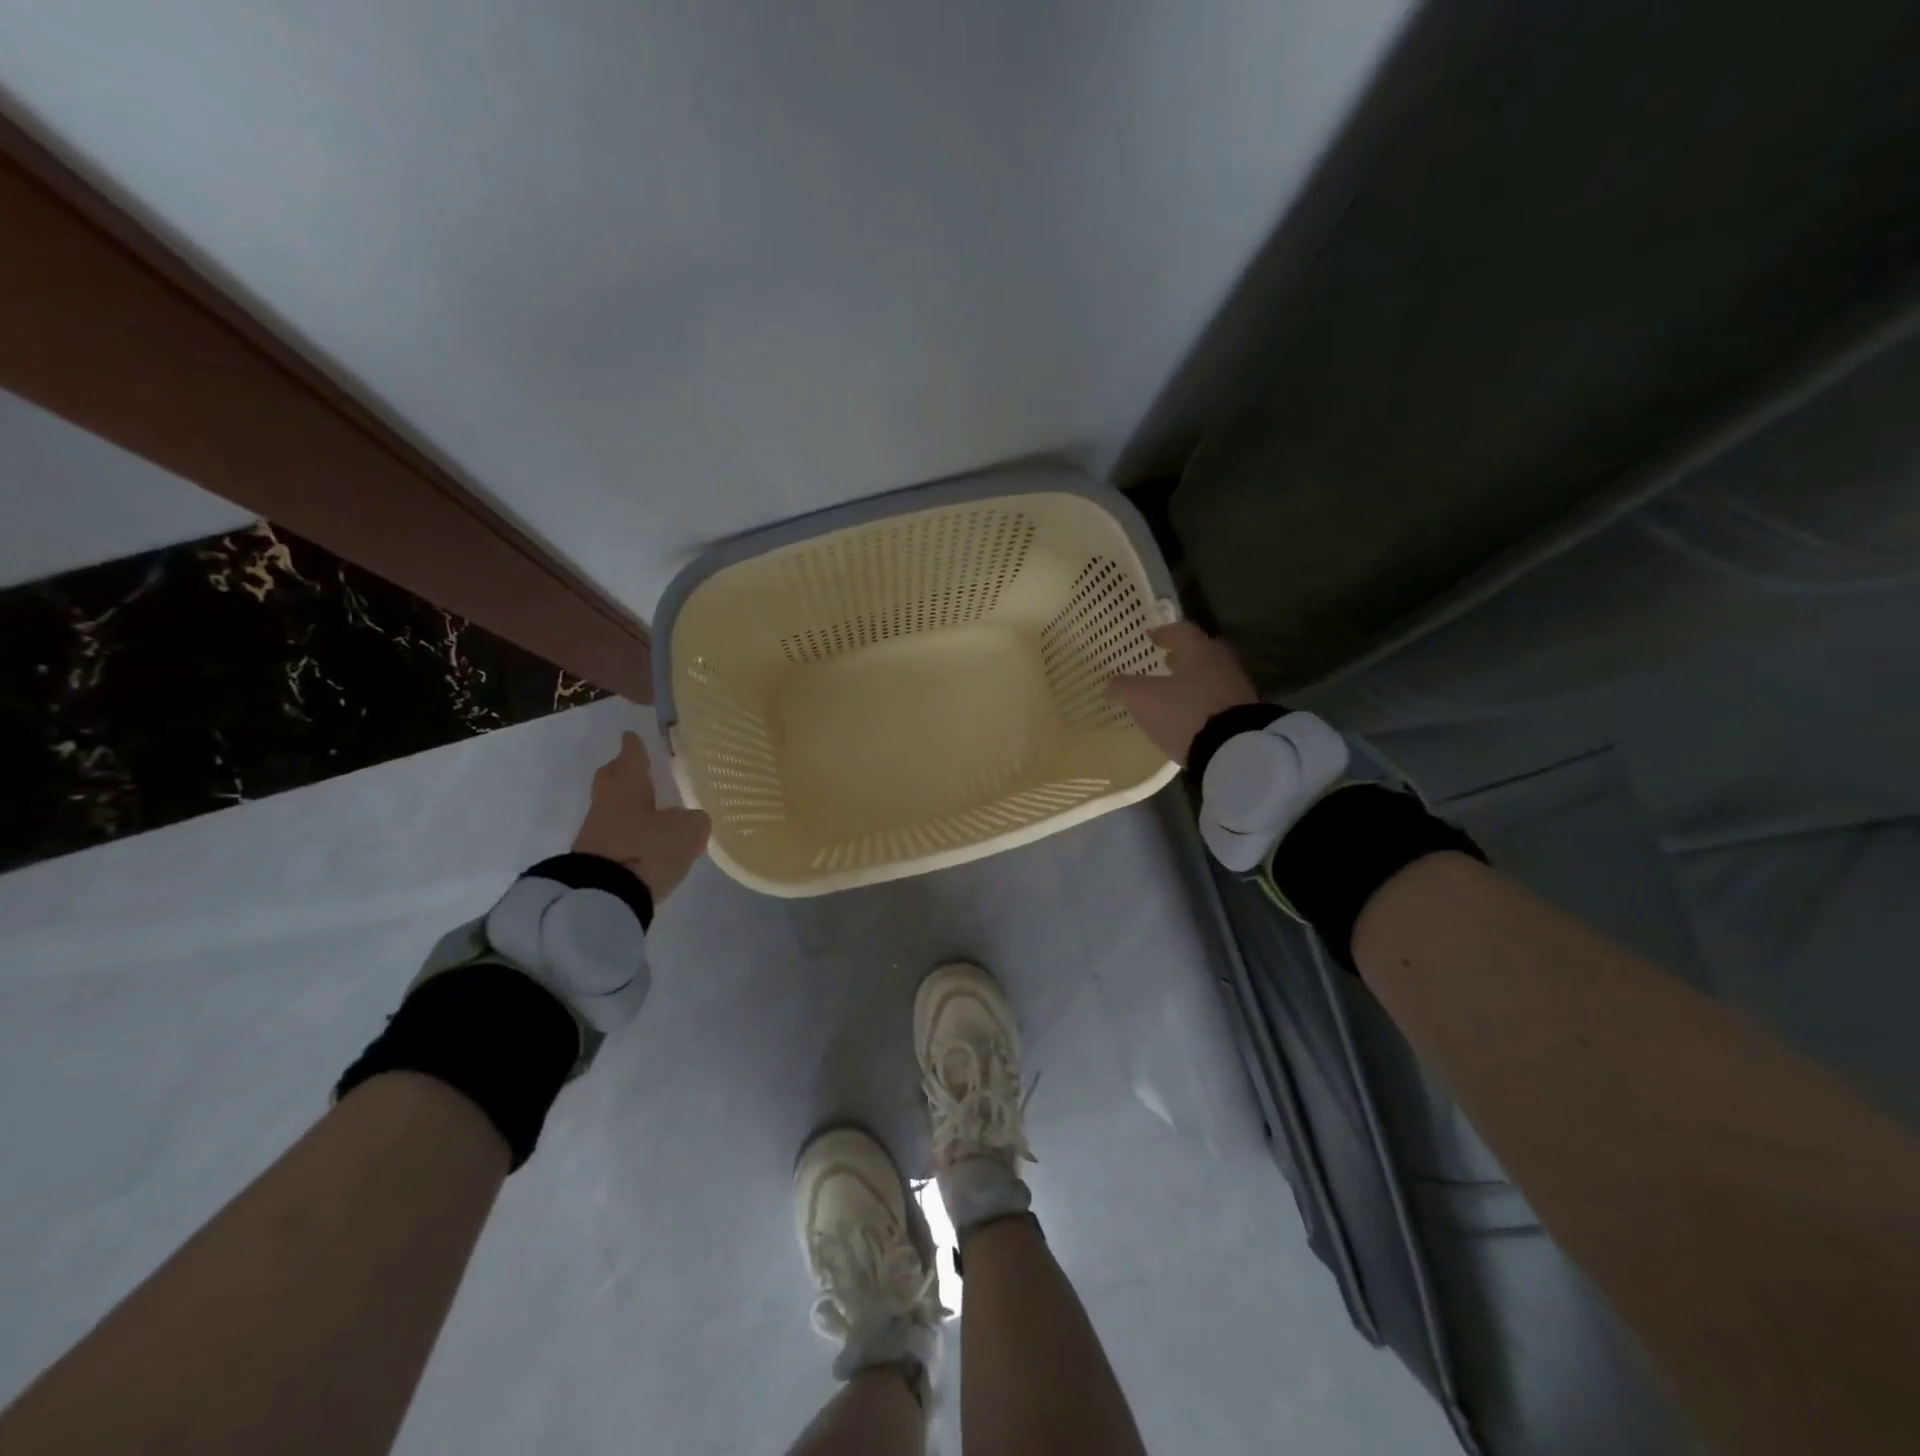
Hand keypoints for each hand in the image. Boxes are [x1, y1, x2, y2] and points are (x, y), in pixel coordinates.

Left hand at [571, 731, 710, 902]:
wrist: (602, 899)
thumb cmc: (647, 849)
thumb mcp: (687, 832)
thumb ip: (694, 820)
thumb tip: (692, 819)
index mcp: (627, 784)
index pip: (631, 757)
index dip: (635, 746)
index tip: (632, 735)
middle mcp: (607, 802)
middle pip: (613, 779)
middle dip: (624, 772)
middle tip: (637, 767)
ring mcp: (596, 832)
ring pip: (613, 809)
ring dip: (629, 807)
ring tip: (650, 809)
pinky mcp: (594, 860)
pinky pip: (615, 836)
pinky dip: (629, 834)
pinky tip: (645, 840)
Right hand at [1105, 622, 1261, 764]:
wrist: (1234, 750)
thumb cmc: (1184, 712)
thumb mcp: (1143, 699)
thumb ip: (1124, 687)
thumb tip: (1110, 684)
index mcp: (1199, 651)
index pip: (1182, 631)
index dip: (1165, 633)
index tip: (1152, 637)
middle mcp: (1222, 664)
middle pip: (1201, 653)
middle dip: (1182, 657)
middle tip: (1166, 662)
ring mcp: (1237, 690)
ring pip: (1210, 677)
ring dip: (1193, 681)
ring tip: (1174, 692)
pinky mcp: (1244, 716)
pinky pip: (1218, 701)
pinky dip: (1202, 702)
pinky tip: (1189, 715)